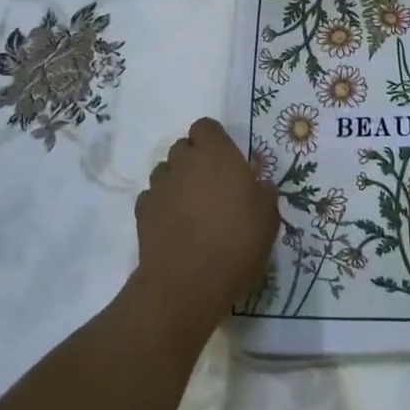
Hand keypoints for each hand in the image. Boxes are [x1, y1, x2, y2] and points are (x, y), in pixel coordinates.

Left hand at [132, 118, 278, 331]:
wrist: (188, 283)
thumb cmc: (237, 241)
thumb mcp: (267, 217)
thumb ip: (263, 191)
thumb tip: (258, 183)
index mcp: (216, 153)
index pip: (205, 126)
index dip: (213, 140)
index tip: (226, 161)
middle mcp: (184, 161)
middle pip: (183, 147)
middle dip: (194, 160)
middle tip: (211, 186)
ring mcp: (159, 186)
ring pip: (165, 172)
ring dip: (177, 182)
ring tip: (190, 209)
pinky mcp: (141, 212)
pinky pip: (152, 198)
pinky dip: (161, 206)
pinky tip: (173, 227)